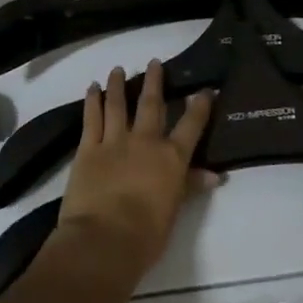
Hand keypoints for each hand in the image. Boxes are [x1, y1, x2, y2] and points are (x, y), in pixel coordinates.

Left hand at [56, 61, 217, 286]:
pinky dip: (92, 101)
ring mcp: (114, 141)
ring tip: (118, 68)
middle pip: (151, 105)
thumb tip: (214, 175)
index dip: (199, 107)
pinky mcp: (88, 148)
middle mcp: (144, 141)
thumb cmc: (146, 234)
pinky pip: (91, 118)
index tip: (205, 90)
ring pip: (118, 104)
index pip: (191, 126)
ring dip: (118, 85)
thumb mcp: (174, 211)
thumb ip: (190, 186)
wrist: (104, 239)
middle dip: (155, 82)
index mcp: (170, 158)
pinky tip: (92, 88)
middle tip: (154, 62)